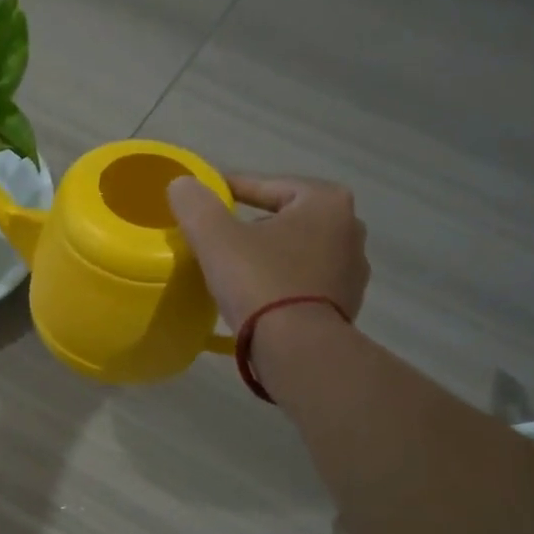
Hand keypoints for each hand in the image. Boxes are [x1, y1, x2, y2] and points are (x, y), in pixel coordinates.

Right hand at [166, 174, 368, 328]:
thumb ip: (196, 203)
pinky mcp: (345, 305)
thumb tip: (182, 184)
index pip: (268, 186)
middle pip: (285, 218)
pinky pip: (304, 282)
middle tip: (218, 237)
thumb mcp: (215, 236)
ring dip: (269, 255)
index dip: (231, 190)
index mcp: (326, 202)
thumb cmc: (260, 281)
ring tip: (234, 268)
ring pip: (296, 251)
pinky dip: (281, 282)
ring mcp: (352, 271)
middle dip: (253, 225)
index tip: (204, 202)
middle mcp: (350, 229)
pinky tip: (256, 296)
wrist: (297, 349)